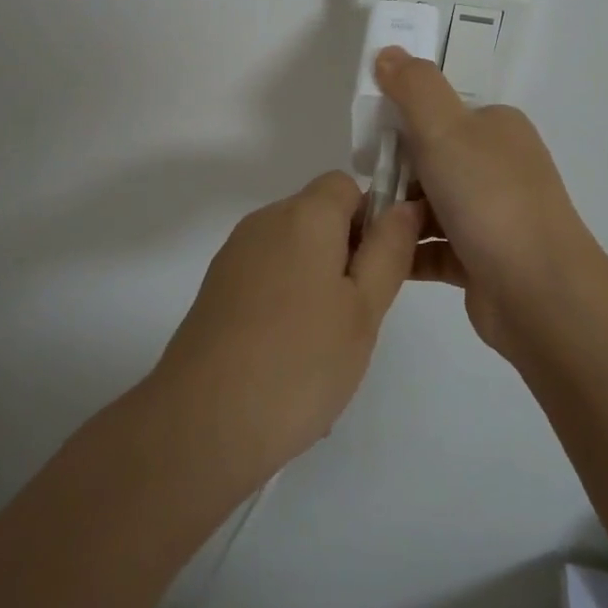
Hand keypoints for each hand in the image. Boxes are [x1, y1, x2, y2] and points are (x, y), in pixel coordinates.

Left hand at [149, 172, 421, 485]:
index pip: (345, 185)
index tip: (377, 271)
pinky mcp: (217, 288)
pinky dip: (285, 302)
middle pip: (318, 217)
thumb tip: (404, 206)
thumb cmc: (300, 361)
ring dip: (317, 282)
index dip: (370, 218)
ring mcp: (235, 255)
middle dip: (345, 255)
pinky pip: (267, 278)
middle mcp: (264, 221)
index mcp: (303, 215)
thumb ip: (388, 250)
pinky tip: (288, 358)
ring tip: (323, 347)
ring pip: (293, 251)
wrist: (203, 421)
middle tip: (357, 316)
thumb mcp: (363, 308)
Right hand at [375, 46, 605, 360]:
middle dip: (395, 174)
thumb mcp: (445, 129)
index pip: (441, 113)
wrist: (540, 294)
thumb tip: (388, 52)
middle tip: (365, 190)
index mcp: (497, 128)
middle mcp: (500, 167)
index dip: (402, 123)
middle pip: (432, 159)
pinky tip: (380, 257)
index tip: (369, 144)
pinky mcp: (484, 260)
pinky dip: (409, 251)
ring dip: (398, 215)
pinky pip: (435, 248)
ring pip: (431, 206)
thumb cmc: (490, 199)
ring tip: (364, 228)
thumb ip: (413, 87)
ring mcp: (495, 215)